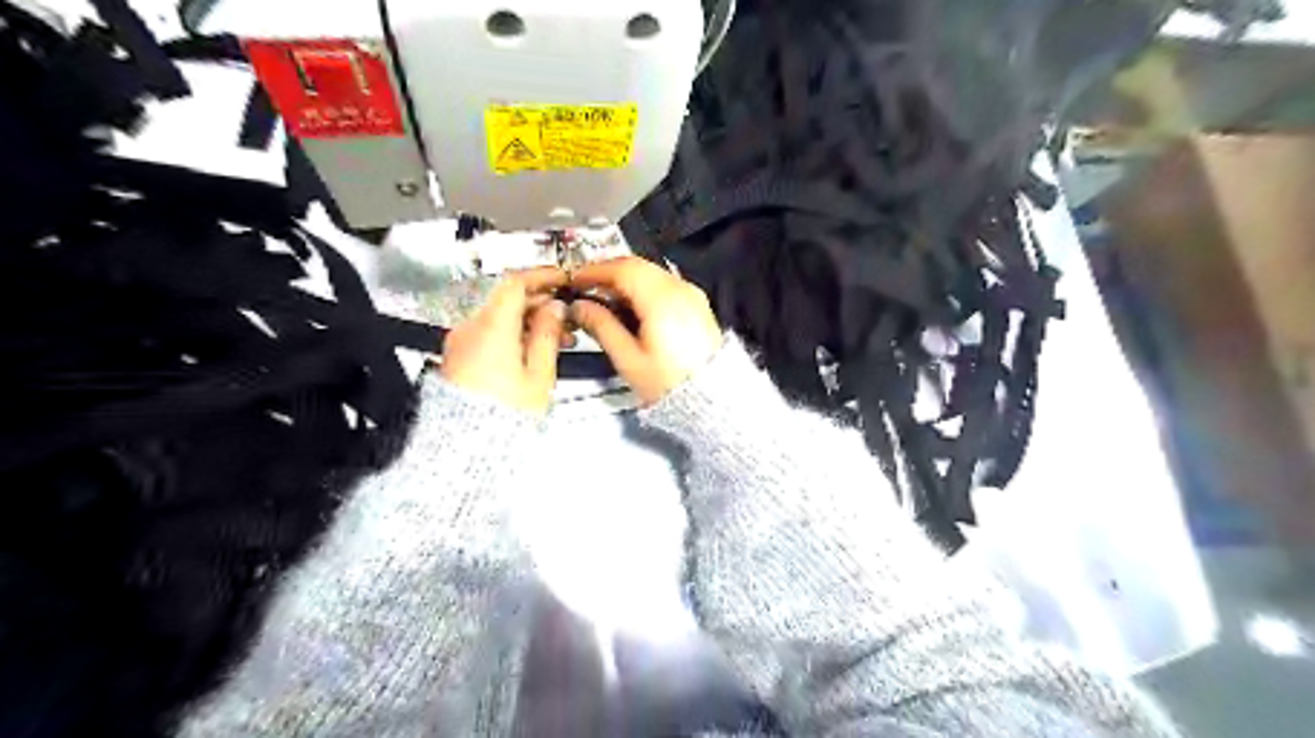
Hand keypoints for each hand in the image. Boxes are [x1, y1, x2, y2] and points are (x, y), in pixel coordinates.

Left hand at [441, 265, 569, 418]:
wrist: (467, 449)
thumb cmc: (505, 416)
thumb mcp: (538, 374)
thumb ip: (547, 335)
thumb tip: (554, 309)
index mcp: (491, 328)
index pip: (515, 283)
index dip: (542, 276)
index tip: (562, 279)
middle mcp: (470, 329)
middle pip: (506, 301)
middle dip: (539, 304)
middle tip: (567, 318)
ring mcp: (461, 343)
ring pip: (499, 319)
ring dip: (528, 322)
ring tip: (557, 339)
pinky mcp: (459, 358)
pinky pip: (488, 335)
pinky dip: (513, 335)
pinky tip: (533, 351)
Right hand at [571, 254, 722, 402]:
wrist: (710, 398)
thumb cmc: (667, 383)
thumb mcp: (628, 359)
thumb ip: (602, 327)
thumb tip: (579, 306)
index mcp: (662, 299)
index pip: (623, 269)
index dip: (595, 270)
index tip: (574, 279)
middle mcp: (680, 288)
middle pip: (638, 266)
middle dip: (609, 273)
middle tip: (585, 288)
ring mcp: (692, 294)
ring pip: (652, 273)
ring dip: (625, 280)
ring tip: (604, 300)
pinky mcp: (697, 304)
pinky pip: (664, 285)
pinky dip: (643, 288)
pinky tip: (629, 307)